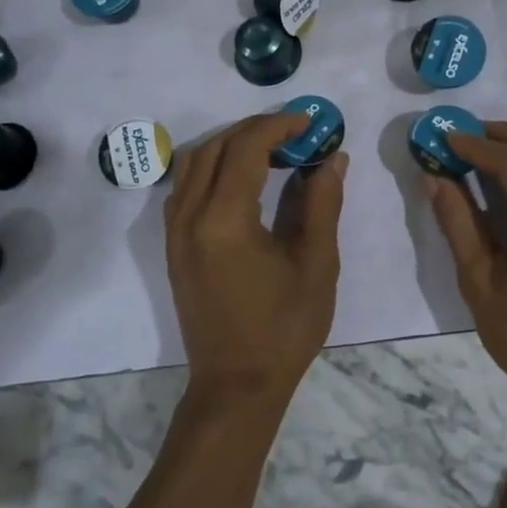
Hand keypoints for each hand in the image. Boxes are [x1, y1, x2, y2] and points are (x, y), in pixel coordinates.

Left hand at [166, 113, 347, 410]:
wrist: (236, 385)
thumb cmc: (284, 328)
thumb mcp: (317, 264)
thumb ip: (323, 204)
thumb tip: (332, 158)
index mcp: (225, 220)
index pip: (246, 148)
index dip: (279, 126)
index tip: (310, 122)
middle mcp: (190, 217)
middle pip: (216, 147)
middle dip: (255, 129)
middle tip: (295, 132)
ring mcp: (175, 232)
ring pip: (194, 163)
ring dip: (230, 144)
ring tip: (270, 150)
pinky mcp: (174, 246)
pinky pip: (186, 187)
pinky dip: (213, 167)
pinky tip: (242, 179)